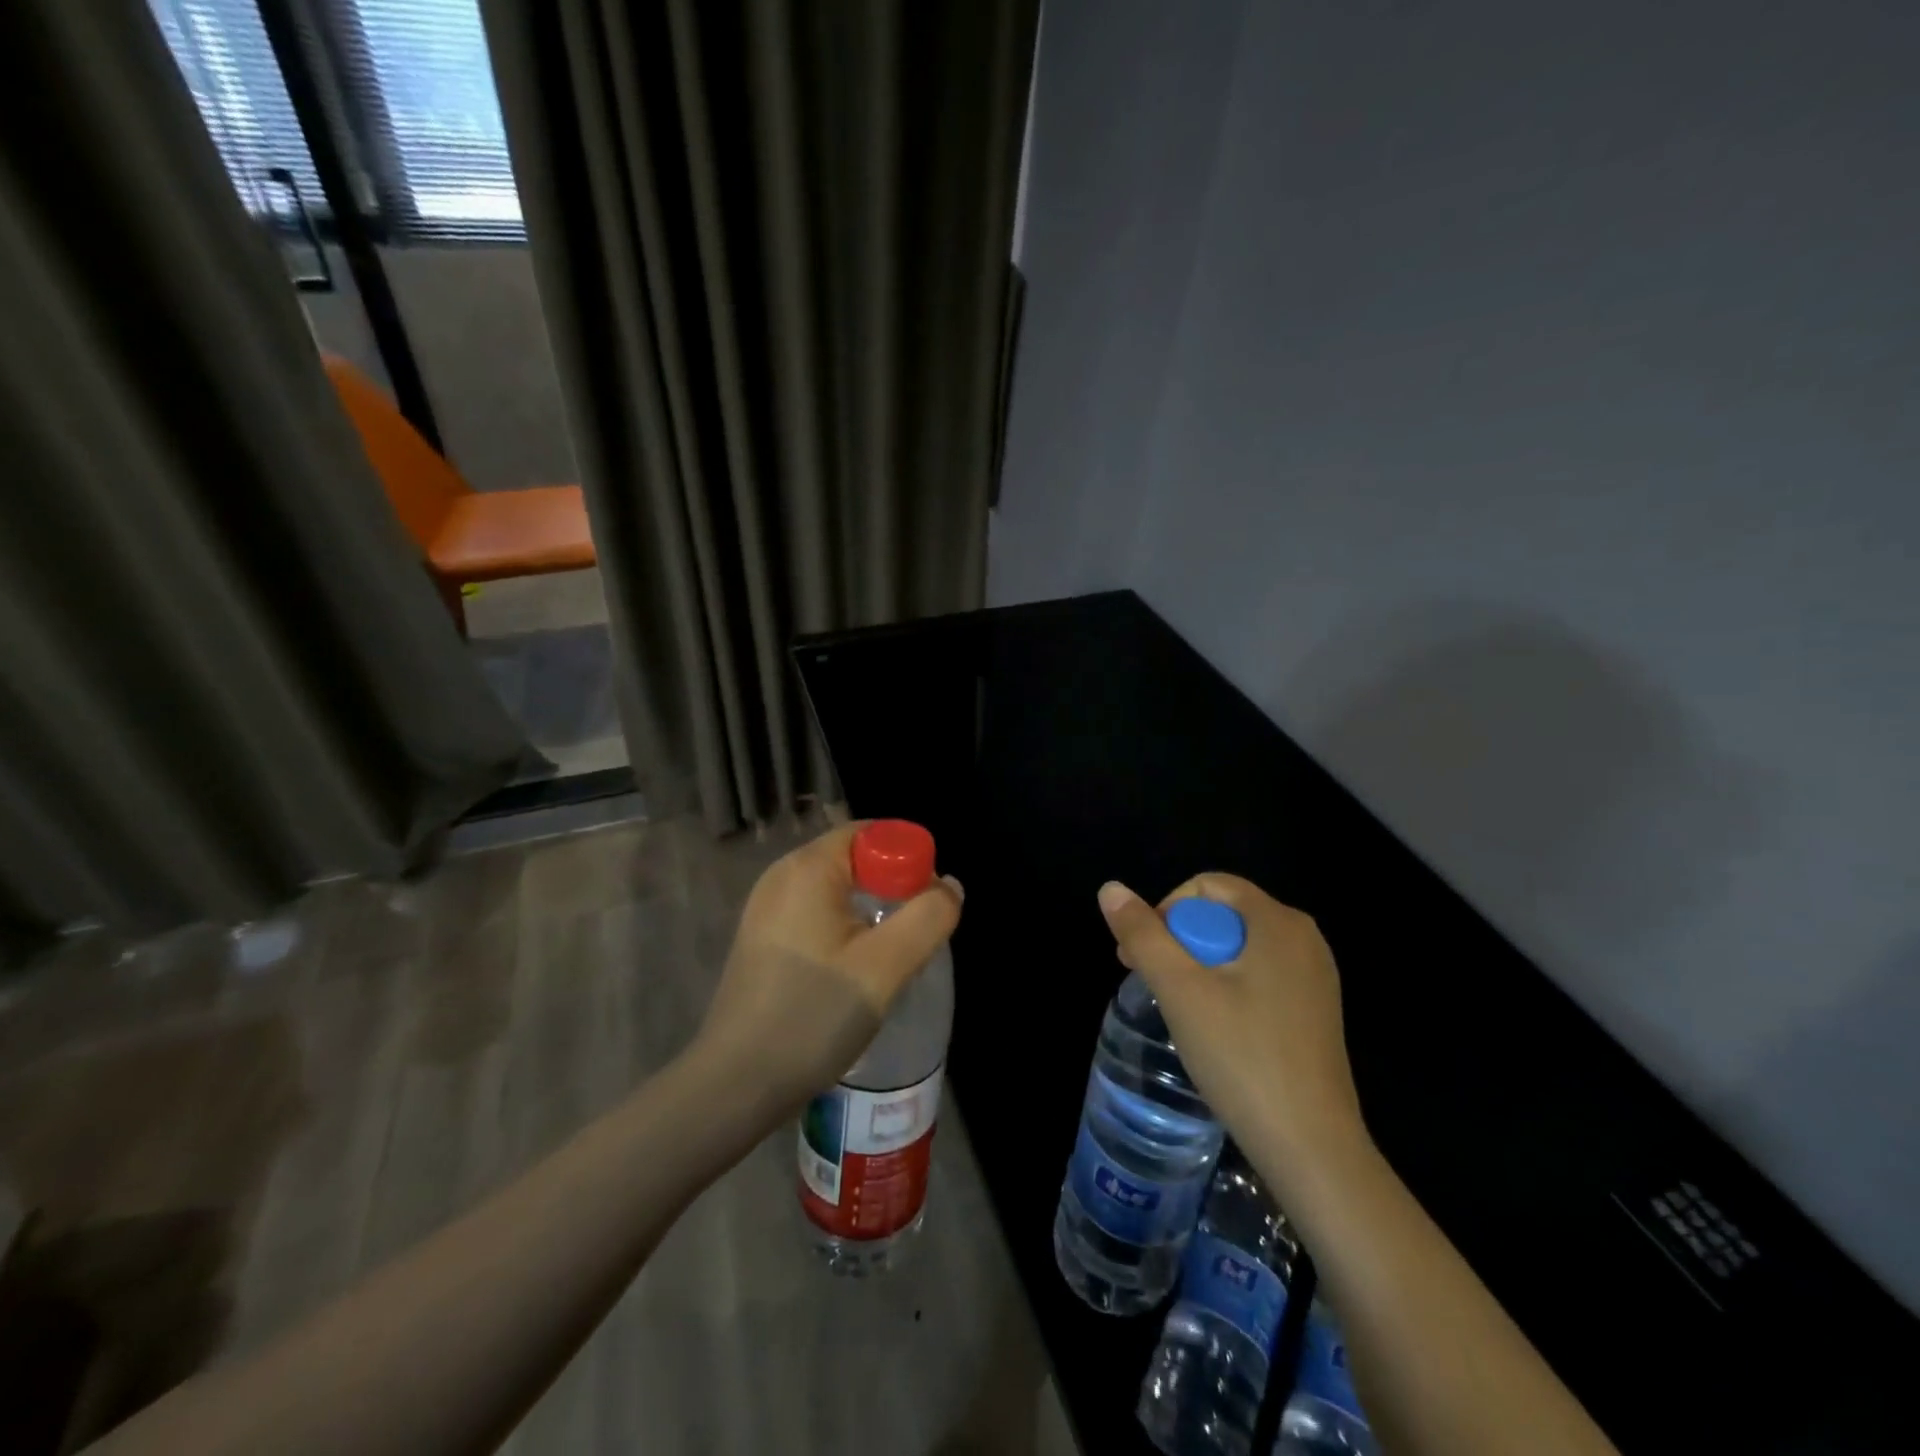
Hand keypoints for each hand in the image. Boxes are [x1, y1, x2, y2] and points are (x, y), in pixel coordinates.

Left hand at [694, 823, 961, 1122]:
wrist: (736, 1084)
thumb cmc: (813, 1015)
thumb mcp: (885, 966)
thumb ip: (929, 917)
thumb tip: (949, 887)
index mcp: (808, 867)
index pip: (871, 833)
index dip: (909, 858)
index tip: (928, 903)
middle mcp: (782, 876)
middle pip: (855, 859)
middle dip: (894, 887)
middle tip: (917, 932)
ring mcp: (767, 908)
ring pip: (838, 890)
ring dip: (872, 911)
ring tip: (892, 956)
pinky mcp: (763, 939)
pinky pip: (817, 914)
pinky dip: (846, 928)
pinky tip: (856, 970)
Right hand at [1097, 875, 1364, 1169]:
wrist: (1312, 1150)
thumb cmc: (1242, 1058)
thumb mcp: (1180, 990)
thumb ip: (1142, 934)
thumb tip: (1110, 888)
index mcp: (1278, 921)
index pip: (1207, 886)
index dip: (1165, 910)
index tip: (1143, 957)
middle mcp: (1304, 938)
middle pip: (1223, 914)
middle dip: (1179, 940)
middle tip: (1153, 984)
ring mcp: (1315, 976)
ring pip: (1239, 947)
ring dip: (1199, 966)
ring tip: (1179, 1008)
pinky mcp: (1315, 1010)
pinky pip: (1259, 975)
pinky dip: (1228, 986)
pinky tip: (1216, 1028)